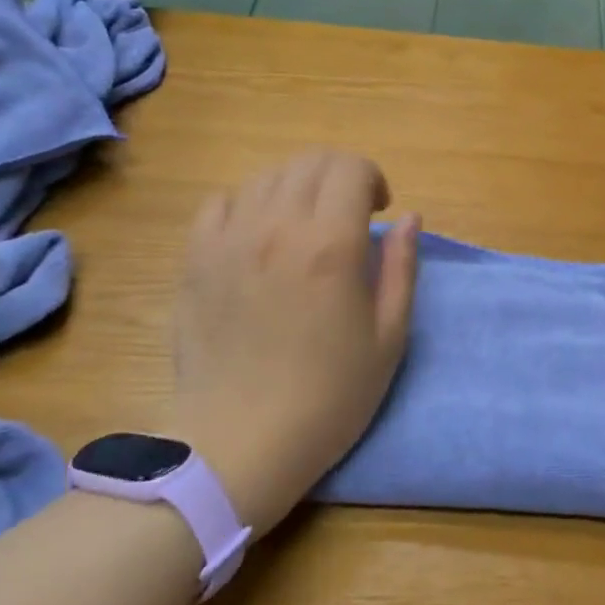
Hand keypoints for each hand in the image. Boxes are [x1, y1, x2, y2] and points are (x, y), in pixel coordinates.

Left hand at [172, 151, 418, 536]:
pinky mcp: (195, 260)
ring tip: (304, 228)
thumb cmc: (330, 396)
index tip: (379, 211)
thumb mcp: (389, 337)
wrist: (243, 442)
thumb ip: (402, 268)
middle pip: (309, 162)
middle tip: (349, 216)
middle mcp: (276, 227)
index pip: (350, 168)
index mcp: (331, 244)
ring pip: (266, 178)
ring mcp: (228, 240)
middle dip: (338, 177)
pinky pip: (220, 203)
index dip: (372, 179)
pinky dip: (247, 204)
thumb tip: (410, 218)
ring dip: (296, 189)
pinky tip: (258, 237)